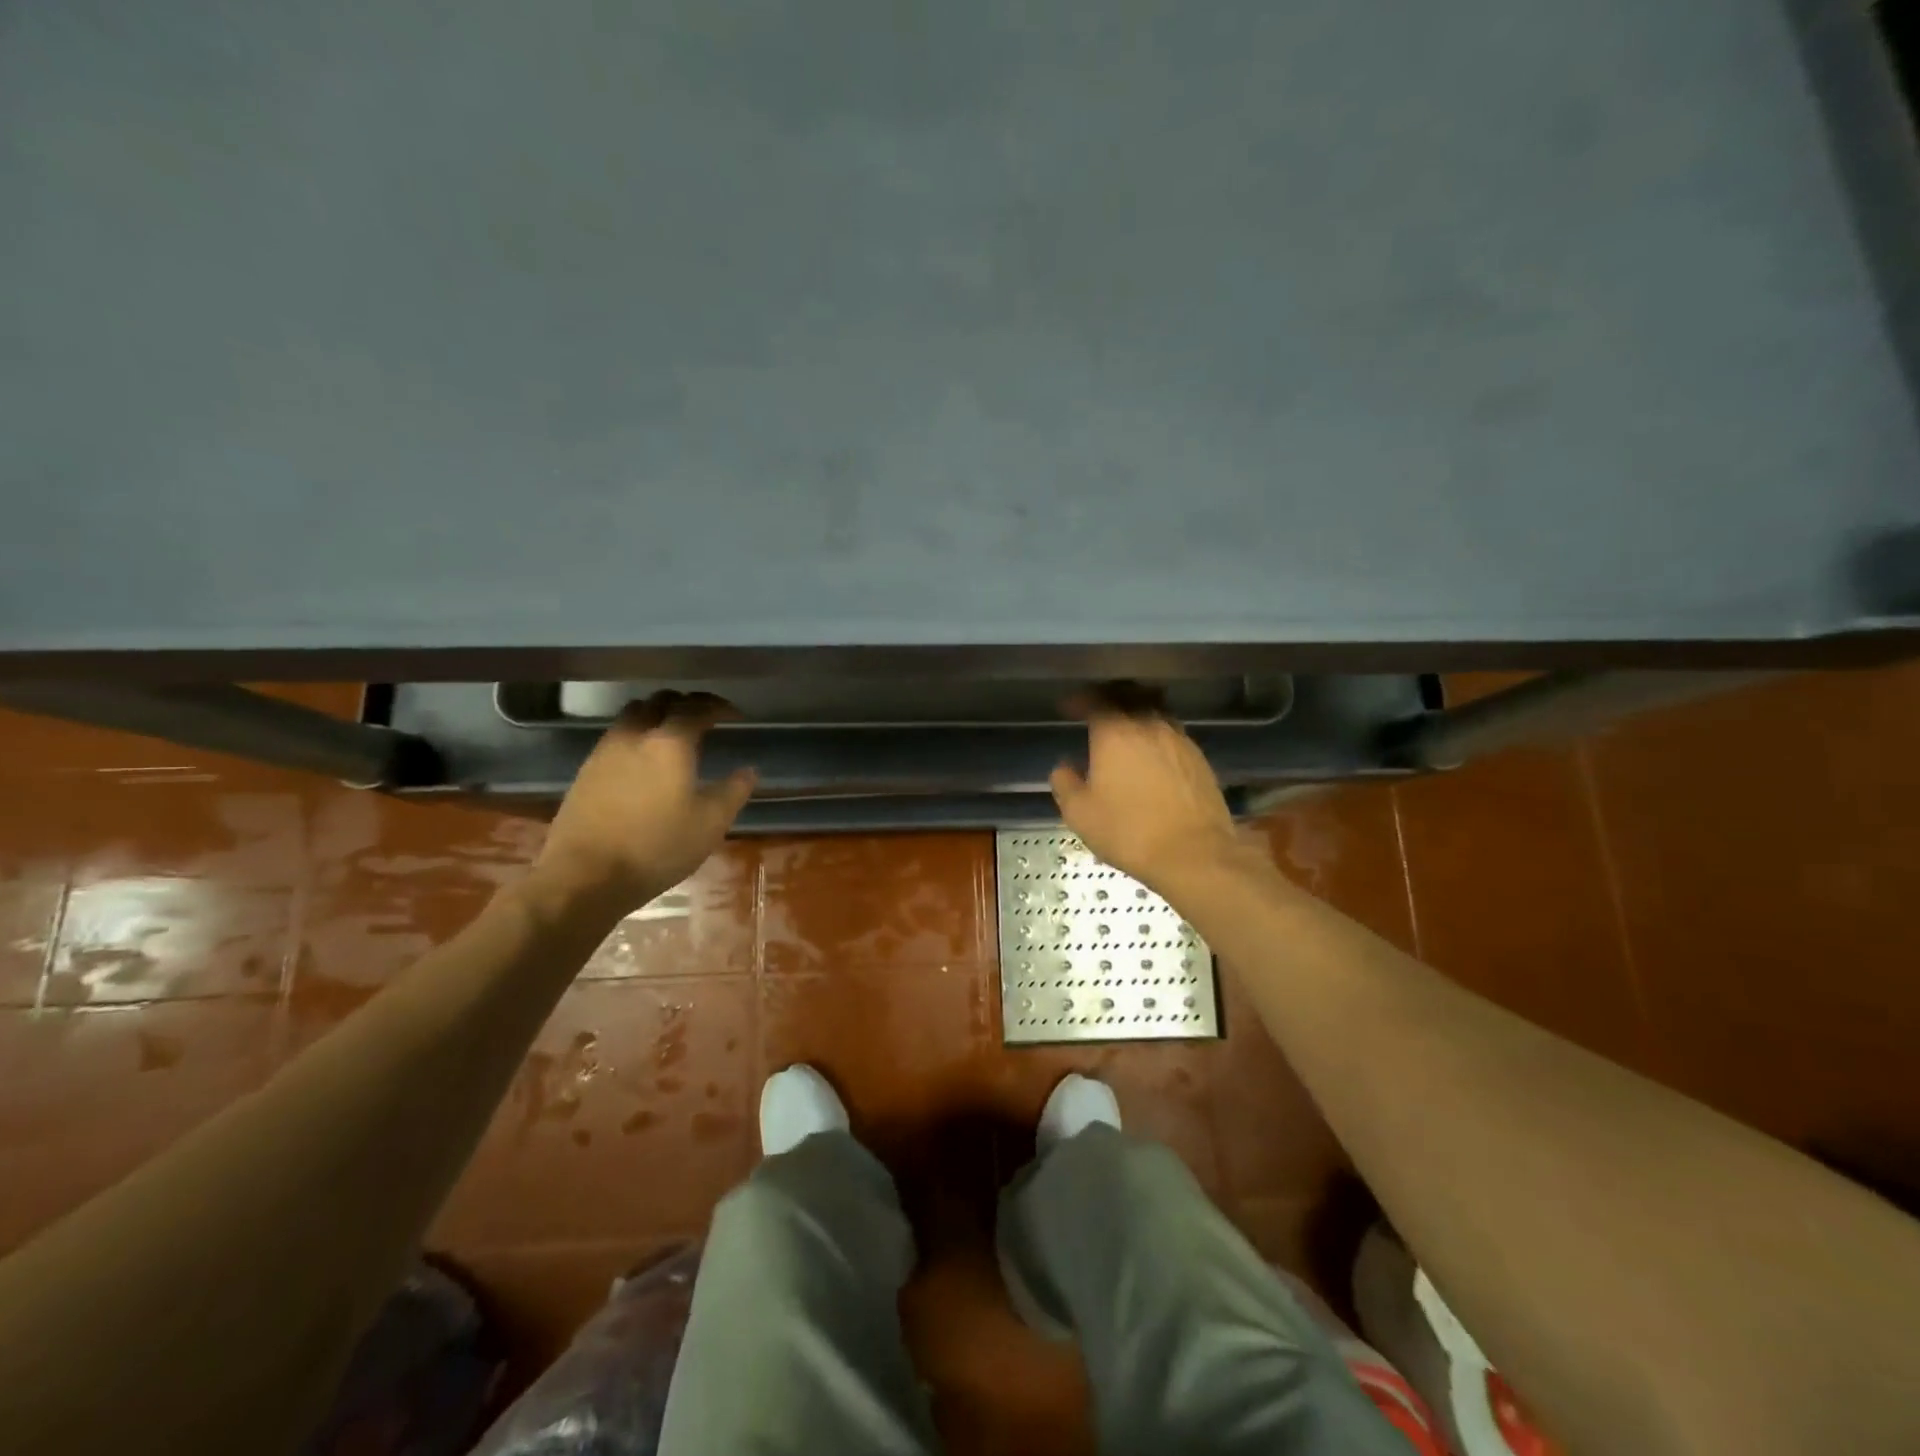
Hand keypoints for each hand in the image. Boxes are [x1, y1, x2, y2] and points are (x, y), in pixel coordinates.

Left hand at [529, 692, 756, 918]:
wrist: (585, 876)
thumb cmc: (657, 847)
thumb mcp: (710, 824)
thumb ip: (733, 792)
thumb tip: (749, 771)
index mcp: (669, 743)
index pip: (696, 708)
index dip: (718, 706)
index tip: (735, 715)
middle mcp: (635, 736)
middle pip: (660, 701)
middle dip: (686, 703)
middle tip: (705, 717)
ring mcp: (605, 751)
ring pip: (633, 715)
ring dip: (656, 714)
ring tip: (673, 733)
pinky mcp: (585, 771)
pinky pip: (616, 736)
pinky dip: (636, 735)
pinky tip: (644, 760)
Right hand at [1049, 699, 1242, 890]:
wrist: (1193, 853)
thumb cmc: (1129, 831)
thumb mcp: (1080, 814)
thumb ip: (1065, 784)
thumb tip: (1064, 768)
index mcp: (1115, 733)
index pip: (1094, 701)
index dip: (1079, 700)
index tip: (1067, 708)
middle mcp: (1148, 726)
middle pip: (1129, 695)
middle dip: (1110, 697)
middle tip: (1097, 707)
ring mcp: (1178, 739)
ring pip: (1155, 711)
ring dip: (1137, 712)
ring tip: (1126, 727)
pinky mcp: (1199, 758)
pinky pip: (1172, 733)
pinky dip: (1157, 733)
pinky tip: (1152, 753)